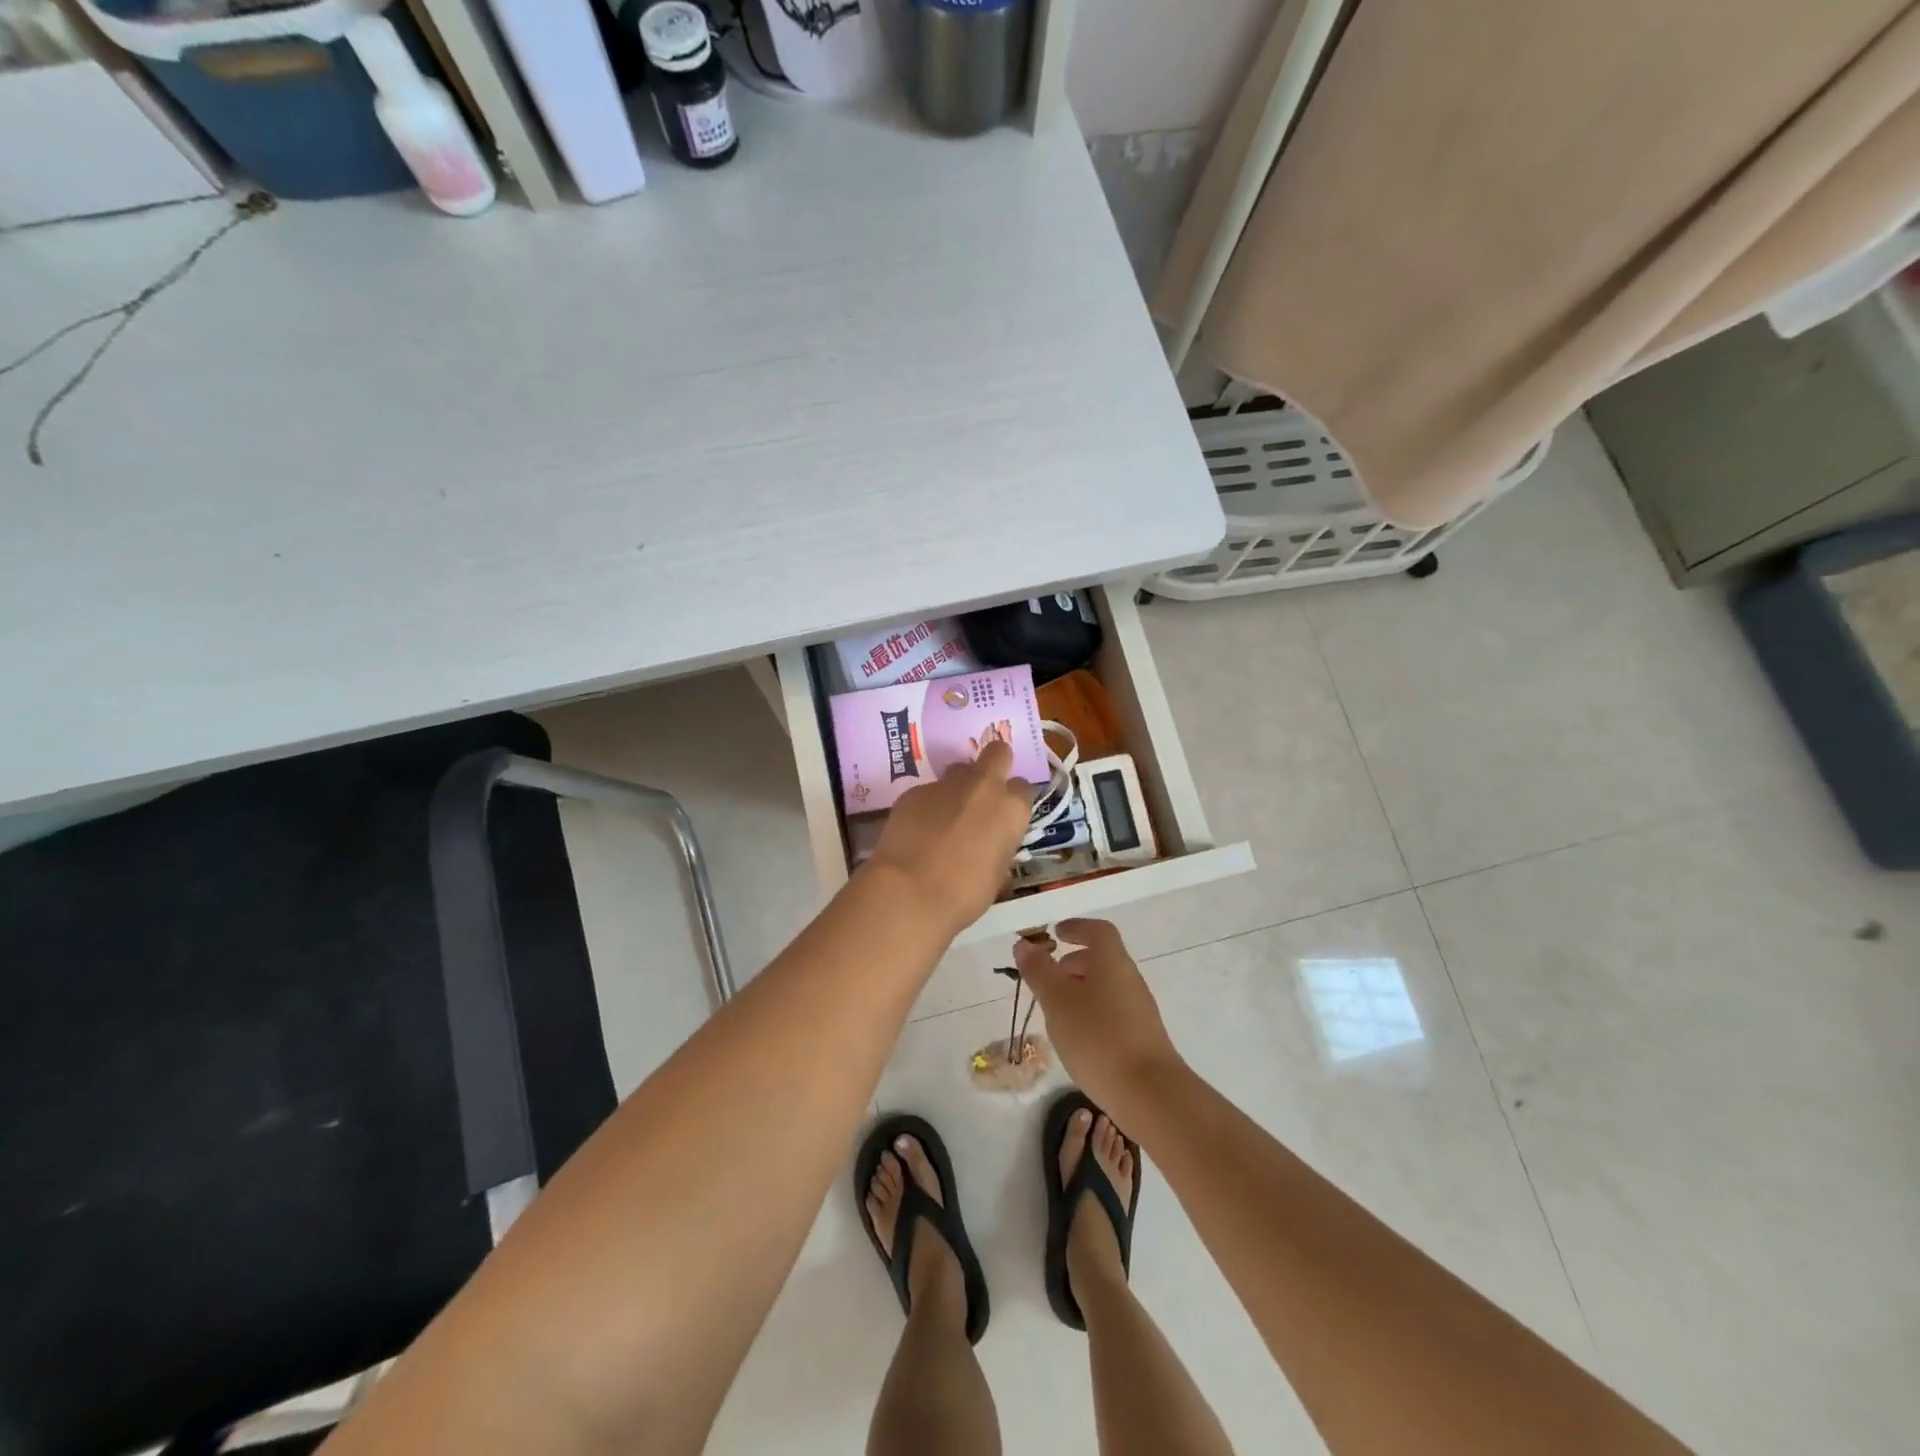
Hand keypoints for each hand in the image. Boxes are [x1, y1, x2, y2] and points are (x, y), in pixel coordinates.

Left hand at [863, 739, 1033, 938]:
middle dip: (995, 765)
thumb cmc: (965, 893)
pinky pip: (928, 790)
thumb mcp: (998, 873)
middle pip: (997, 753)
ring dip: (959, 784)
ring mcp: (945, 784)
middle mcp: (983, 786)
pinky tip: (918, 829)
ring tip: (948, 813)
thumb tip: (991, 840)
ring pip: (959, 769)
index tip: (1007, 815)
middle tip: (985, 790)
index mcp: (1011, 809)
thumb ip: (999, 844)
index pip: (1024, 788)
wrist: (909, 892)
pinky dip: (928, 804)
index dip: (1015, 800)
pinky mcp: (914, 791)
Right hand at [1014, 919, 1185, 1112]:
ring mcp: (1139, 1009)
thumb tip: (1024, 944)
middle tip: (1048, 977)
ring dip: (1080, 989)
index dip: (1077, 927)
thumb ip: (1039, 971)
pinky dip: (1091, 1012)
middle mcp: (1129, 979)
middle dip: (1073, 962)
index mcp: (1112, 962)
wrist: (1149, 1093)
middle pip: (1102, 959)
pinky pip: (1111, 1011)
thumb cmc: (1098, 1037)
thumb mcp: (1057, 1001)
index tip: (1056, 933)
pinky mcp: (1141, 1037)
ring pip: (1106, 987)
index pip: (1098, 931)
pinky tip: (1076, 1037)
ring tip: (1055, 1010)